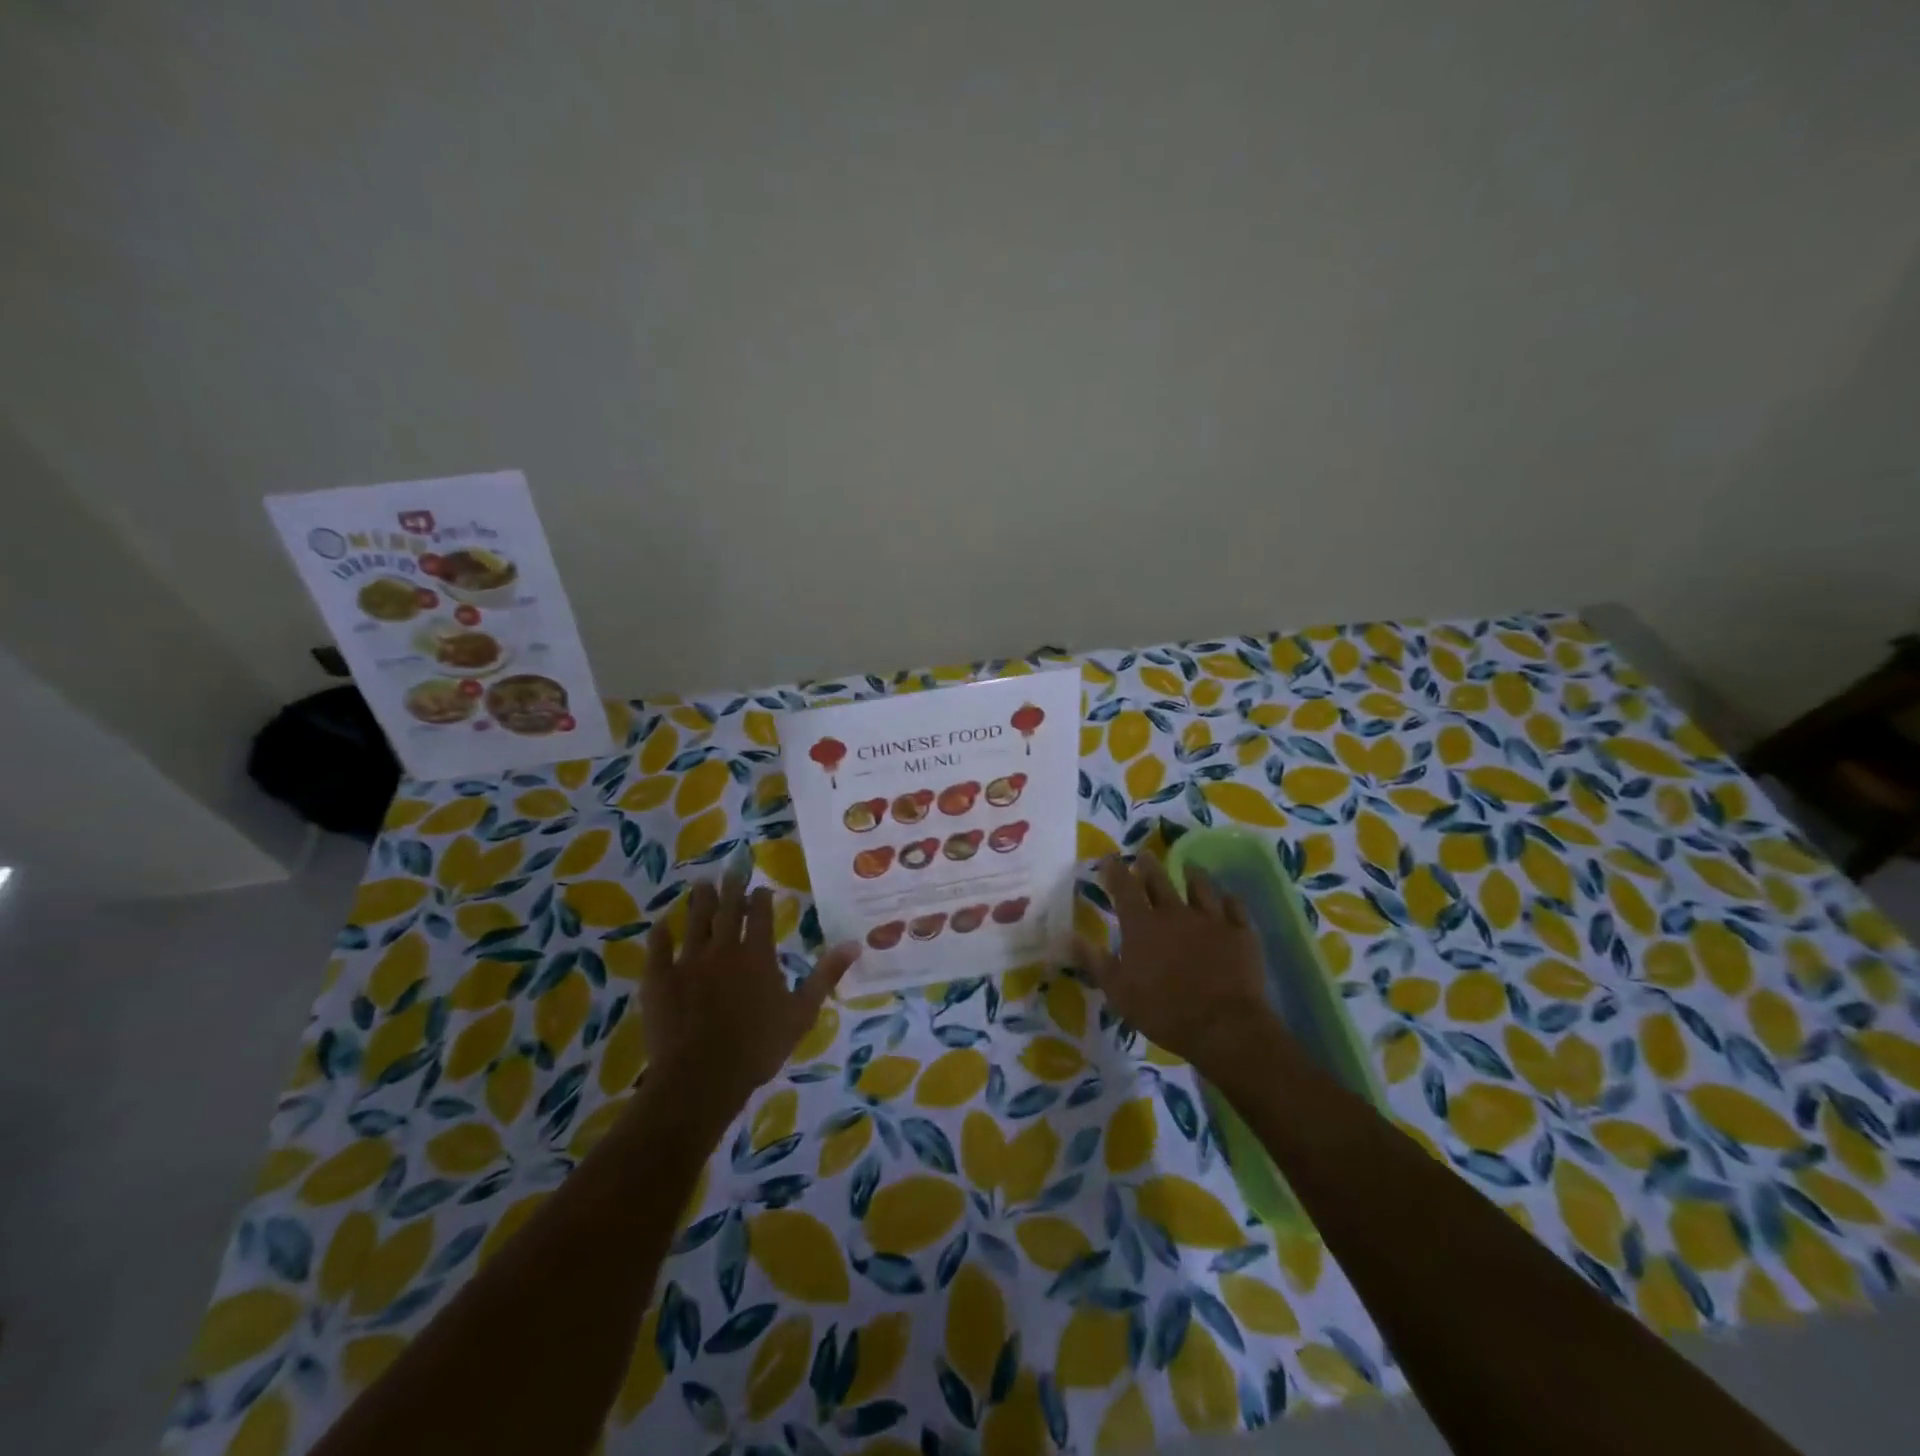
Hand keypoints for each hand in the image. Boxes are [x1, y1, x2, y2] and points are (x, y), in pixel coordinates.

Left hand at [643, 870, 859, 1117]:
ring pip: (694, 921)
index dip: (762, 898)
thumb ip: (825, 975)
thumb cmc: (758, 1047)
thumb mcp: (802, 1013)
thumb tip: (854, 944)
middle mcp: (723, 949)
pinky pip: (657, 949)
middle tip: (732, 870)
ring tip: (702, 884)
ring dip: (700, 901)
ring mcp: (689, 962)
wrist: (702, 1077)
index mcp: (757, 954)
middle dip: (732, 888)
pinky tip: (659, 925)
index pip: (761, 915)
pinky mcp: (660, 979)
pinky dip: (659, 935)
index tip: (762, 889)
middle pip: (727, 909)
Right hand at [1074, 854, 1278, 1074]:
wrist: (1224, 1026)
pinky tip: (1227, 898)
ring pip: (1199, 887)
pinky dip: (1228, 900)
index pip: (1124, 888)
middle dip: (1149, 865)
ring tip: (1187, 867)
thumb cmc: (1164, 1011)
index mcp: (1142, 925)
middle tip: (1144, 854)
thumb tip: (1069, 936)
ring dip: (1190, 875)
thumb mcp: (1118, 991)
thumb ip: (1095, 961)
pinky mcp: (1240, 933)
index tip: (1109, 858)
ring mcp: (1211, 919)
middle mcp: (1174, 913)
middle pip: (1159, 880)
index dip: (1115, 871)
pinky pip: (1234, 907)